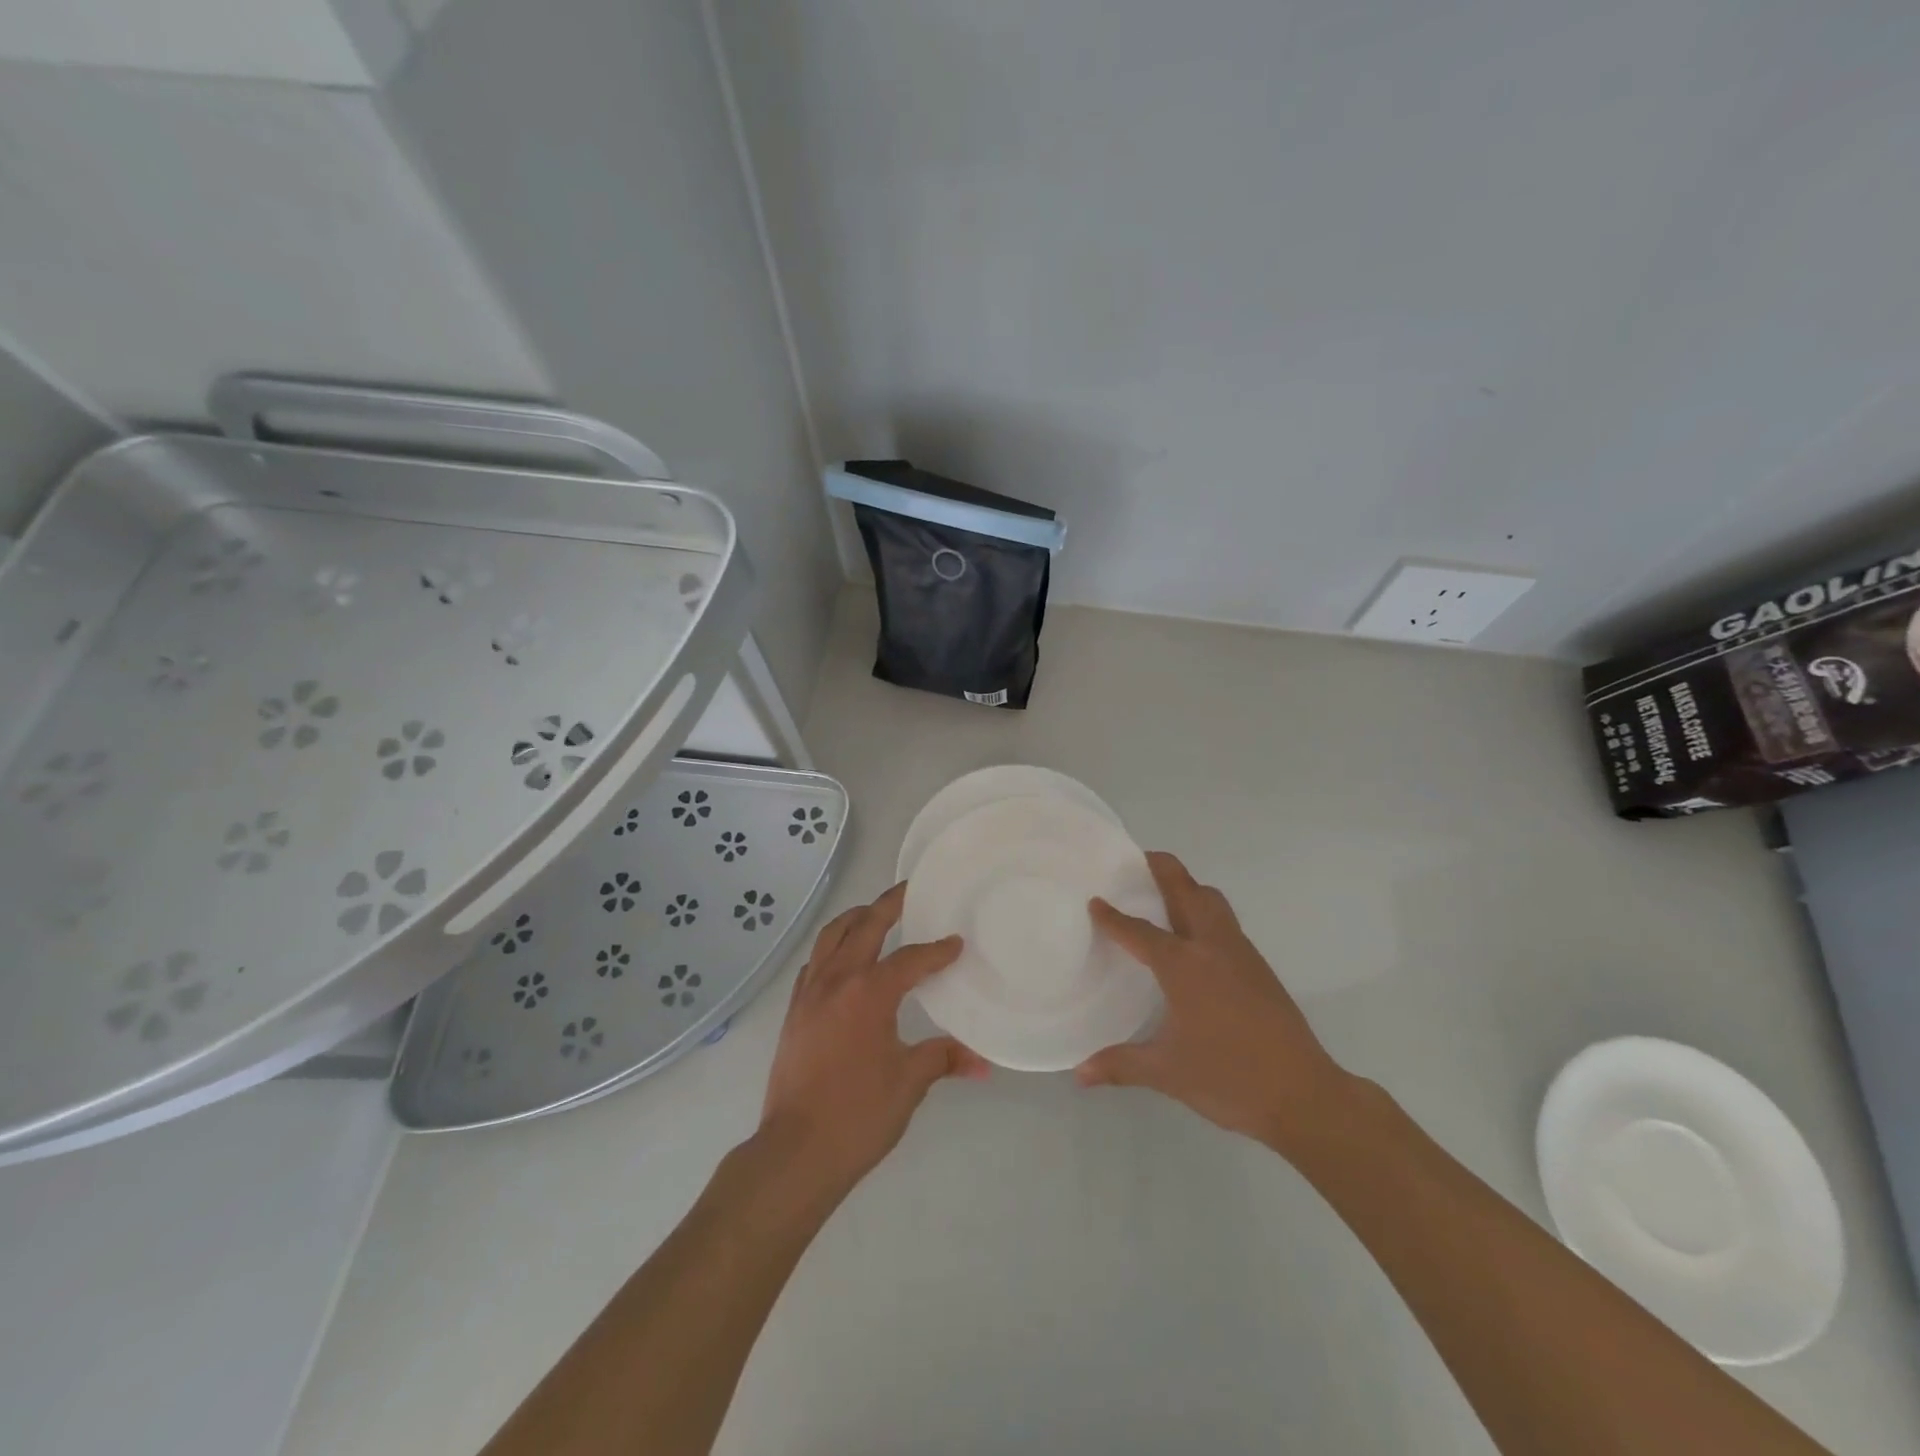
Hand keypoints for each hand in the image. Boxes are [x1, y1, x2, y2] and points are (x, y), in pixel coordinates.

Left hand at [759, 882, 988, 1196]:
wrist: (796, 1151)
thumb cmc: (858, 1115)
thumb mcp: (909, 1083)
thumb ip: (943, 1059)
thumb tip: (983, 1062)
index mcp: (869, 992)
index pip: (910, 959)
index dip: (936, 950)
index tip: (955, 943)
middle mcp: (837, 980)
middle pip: (864, 926)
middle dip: (888, 905)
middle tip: (908, 891)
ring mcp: (809, 993)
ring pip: (831, 936)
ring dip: (854, 919)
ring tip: (873, 914)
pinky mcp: (793, 1011)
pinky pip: (815, 963)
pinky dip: (832, 948)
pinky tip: (843, 960)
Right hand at [1078, 851, 1352, 1152]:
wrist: (1304, 1095)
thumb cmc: (1229, 1079)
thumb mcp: (1167, 1073)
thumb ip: (1120, 1065)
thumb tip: (1080, 1074)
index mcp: (1183, 965)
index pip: (1139, 932)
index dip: (1113, 917)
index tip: (1095, 900)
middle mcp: (1211, 947)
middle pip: (1185, 890)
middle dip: (1161, 869)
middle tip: (1136, 862)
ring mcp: (1240, 953)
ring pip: (1212, 901)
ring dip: (1188, 888)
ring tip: (1163, 895)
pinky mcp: (1259, 966)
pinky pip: (1226, 922)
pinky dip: (1205, 912)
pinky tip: (1195, 940)